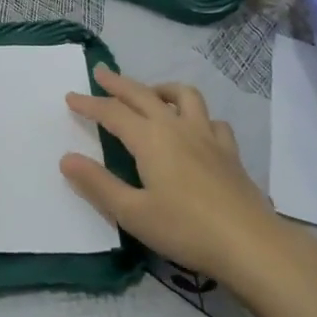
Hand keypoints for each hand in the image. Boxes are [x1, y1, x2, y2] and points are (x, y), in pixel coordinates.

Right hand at [62, 66, 281, 280]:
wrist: (250, 244)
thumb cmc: (186, 229)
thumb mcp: (132, 213)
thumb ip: (98, 184)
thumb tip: (66, 159)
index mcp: (150, 139)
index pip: (112, 113)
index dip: (90, 104)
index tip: (70, 96)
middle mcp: (176, 127)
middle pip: (143, 95)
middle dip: (118, 83)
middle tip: (101, 72)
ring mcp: (207, 136)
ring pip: (183, 96)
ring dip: (161, 89)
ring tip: (151, 94)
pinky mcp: (230, 151)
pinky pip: (212, 121)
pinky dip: (198, 117)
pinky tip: (195, 129)